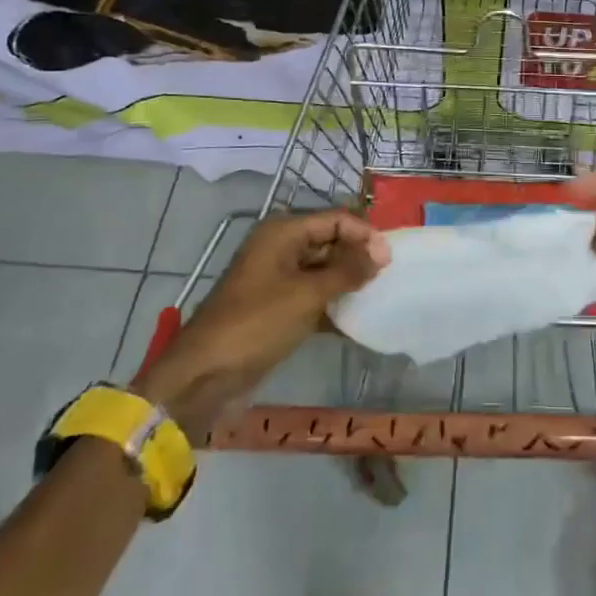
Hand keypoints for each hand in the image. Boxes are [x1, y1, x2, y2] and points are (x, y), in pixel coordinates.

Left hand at [132, 210, 388, 435]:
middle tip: (388, 278)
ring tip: (378, 296)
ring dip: (348, 282)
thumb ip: (348, 271)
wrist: (204, 376)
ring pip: (323, 270)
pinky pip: (314, 296)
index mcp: (283, 232)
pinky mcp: (277, 307)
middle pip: (330, 241)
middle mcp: (280, 248)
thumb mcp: (308, 295)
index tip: (390, 260)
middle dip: (358, 257)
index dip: (364, 235)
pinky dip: (333, 304)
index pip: (335, 219)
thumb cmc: (257, 323)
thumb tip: (382, 253)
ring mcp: (277, 278)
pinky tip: (357, 320)